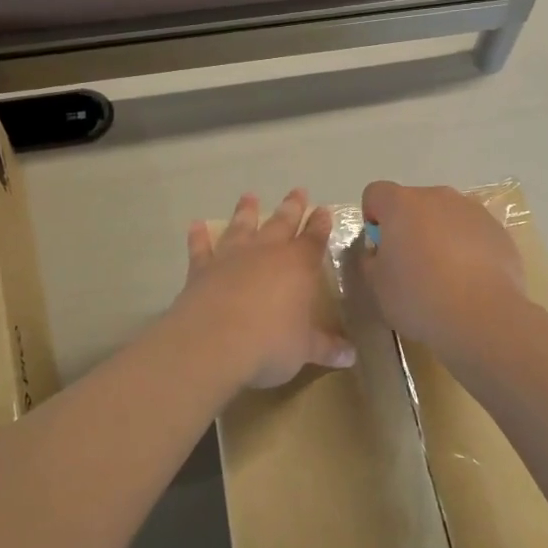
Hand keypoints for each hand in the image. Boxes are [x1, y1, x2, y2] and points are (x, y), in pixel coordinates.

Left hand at [176, 189, 356, 389]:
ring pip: (242, 226)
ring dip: (246, 211)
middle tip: (297, 191)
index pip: (314, 239)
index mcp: (298, 265)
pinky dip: (199, 236)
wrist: (213, 343)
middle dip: (292, 207)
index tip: (323, 210)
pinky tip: (196, 225)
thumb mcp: (305, 350)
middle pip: (282, 223)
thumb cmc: (270, 344)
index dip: (321, 224)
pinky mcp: (202, 269)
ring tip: (249, 196)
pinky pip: (201, 247)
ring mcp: (232, 257)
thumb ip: (327, 348)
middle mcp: (266, 252)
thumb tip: (351, 356)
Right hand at [359, 181, 526, 352]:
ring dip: (440, 234)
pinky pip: (473, 232)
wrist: (483, 316)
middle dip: (409, 226)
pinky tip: (470, 280)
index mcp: (401, 204)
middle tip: (411, 264)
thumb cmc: (419, 297)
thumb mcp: (376, 285)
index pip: (375, 193)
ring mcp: (473, 211)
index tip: (380, 248)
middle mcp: (438, 197)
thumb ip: (371, 260)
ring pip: (446, 216)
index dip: (373, 217)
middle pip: (414, 203)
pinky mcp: (499, 230)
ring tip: (445, 275)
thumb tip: (380, 252)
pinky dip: (468, 247)